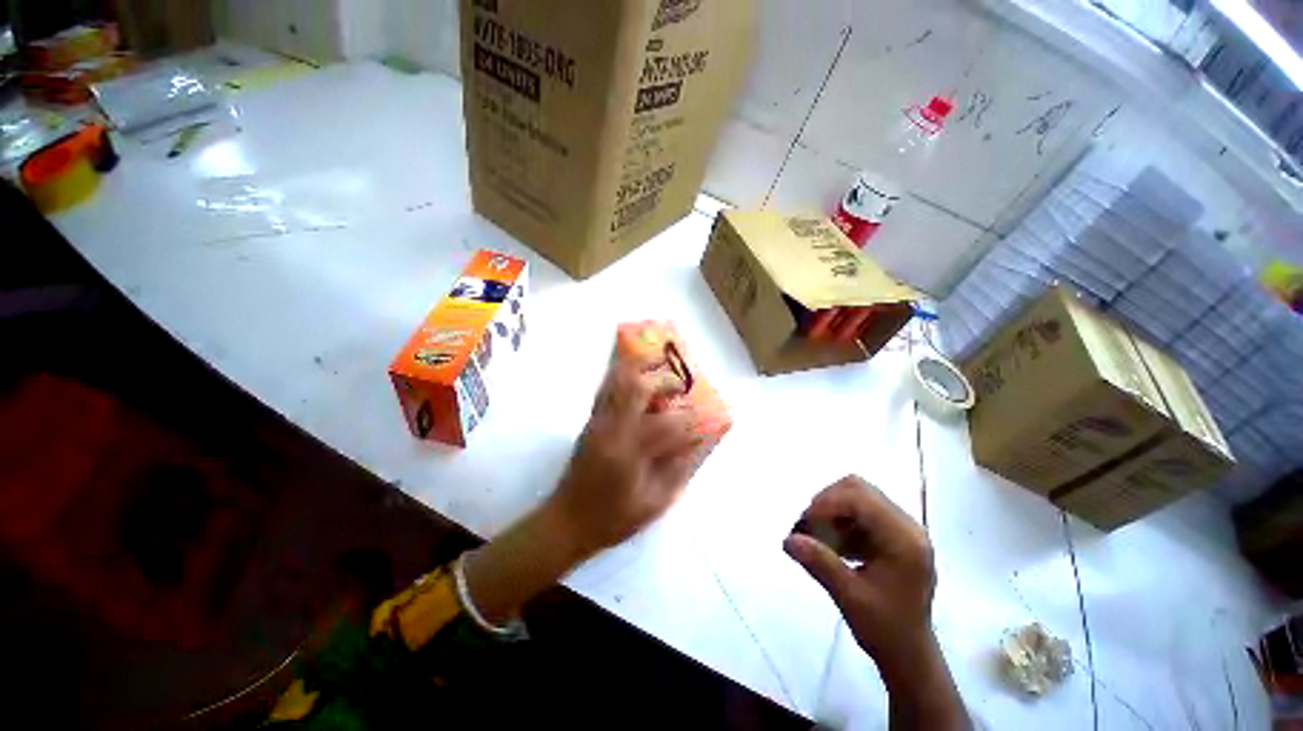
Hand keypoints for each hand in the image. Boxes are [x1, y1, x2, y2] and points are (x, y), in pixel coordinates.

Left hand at [547, 355, 701, 556]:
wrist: (567, 520)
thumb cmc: (611, 519)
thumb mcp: (652, 505)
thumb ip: (676, 472)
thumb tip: (694, 444)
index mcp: (630, 454)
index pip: (668, 425)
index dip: (691, 419)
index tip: (705, 418)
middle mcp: (612, 430)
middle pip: (638, 389)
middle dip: (665, 380)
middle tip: (681, 385)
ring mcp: (598, 422)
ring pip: (617, 381)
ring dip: (640, 367)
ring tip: (658, 362)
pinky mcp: (590, 421)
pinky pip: (606, 388)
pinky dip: (622, 374)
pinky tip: (635, 373)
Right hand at [784, 476, 935, 677]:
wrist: (909, 654)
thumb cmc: (885, 629)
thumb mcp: (850, 597)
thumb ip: (820, 563)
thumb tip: (788, 539)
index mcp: (904, 540)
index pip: (861, 499)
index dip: (828, 503)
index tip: (804, 524)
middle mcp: (907, 527)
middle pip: (859, 489)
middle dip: (827, 503)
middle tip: (808, 527)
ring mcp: (902, 529)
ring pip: (858, 496)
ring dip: (832, 510)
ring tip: (817, 536)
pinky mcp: (893, 534)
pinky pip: (860, 511)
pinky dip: (840, 521)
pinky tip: (832, 544)